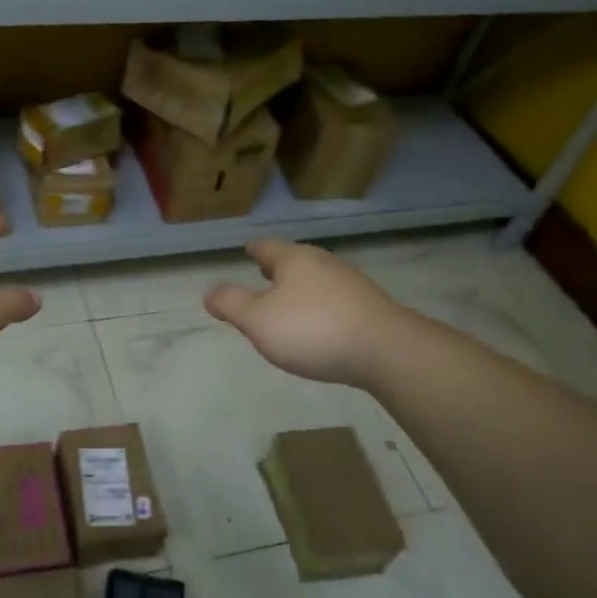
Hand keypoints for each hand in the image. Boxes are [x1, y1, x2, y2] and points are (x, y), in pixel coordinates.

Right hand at [205, 238, 403, 388]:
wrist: (387, 350)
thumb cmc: (313, 330)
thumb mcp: (258, 321)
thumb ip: (231, 304)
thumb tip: (209, 290)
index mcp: (294, 260)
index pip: (267, 247)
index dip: (254, 249)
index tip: (247, 248)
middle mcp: (324, 263)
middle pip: (295, 260)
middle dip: (278, 267)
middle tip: (264, 272)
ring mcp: (351, 284)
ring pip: (317, 278)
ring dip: (301, 287)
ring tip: (288, 300)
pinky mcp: (371, 308)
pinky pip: (336, 299)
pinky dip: (321, 305)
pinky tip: (320, 323)